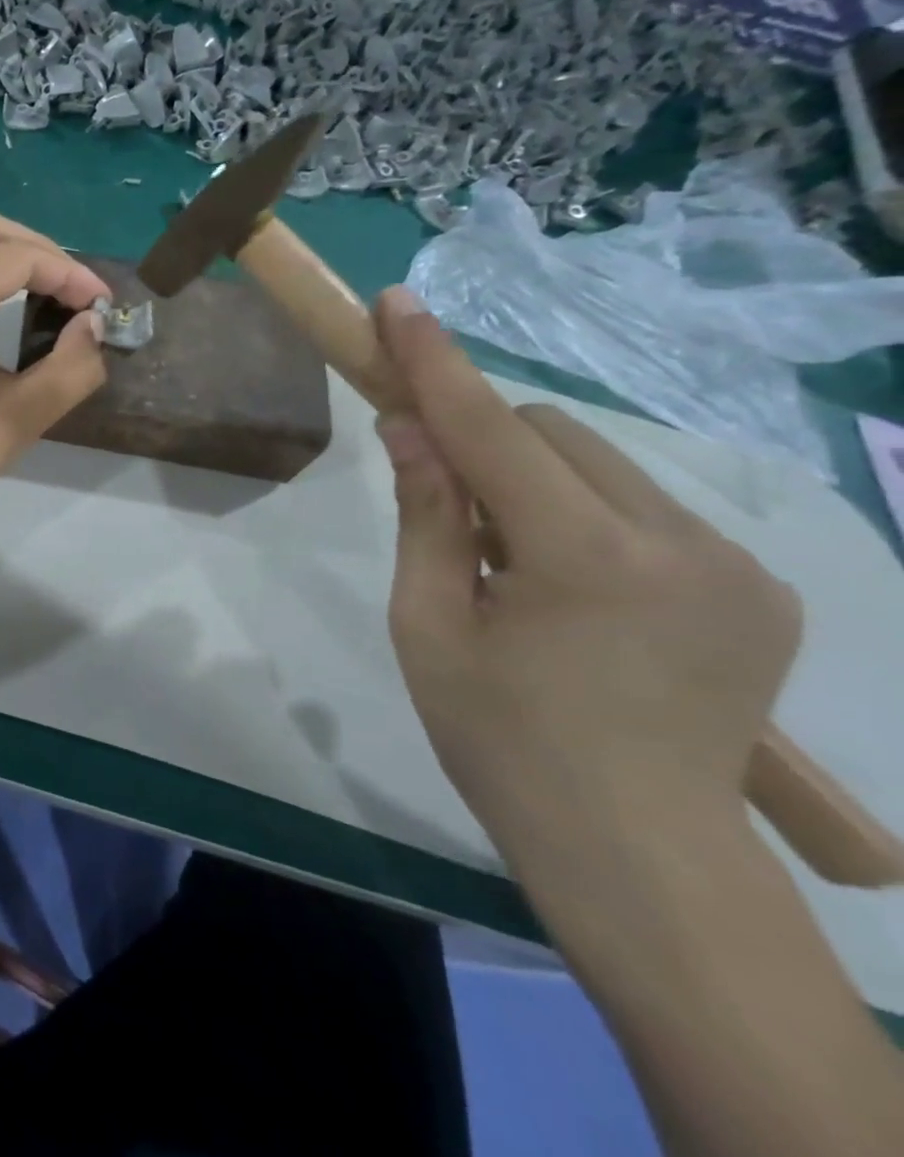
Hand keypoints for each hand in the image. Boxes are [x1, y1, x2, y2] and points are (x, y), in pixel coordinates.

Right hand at [371, 287, 802, 868]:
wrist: (638, 852)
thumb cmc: (501, 739)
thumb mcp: (429, 624)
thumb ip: (425, 516)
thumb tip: (407, 427)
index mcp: (586, 558)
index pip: (490, 430)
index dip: (434, 362)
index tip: (396, 304)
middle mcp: (679, 541)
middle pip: (552, 435)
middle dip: (484, 445)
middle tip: (445, 510)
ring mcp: (734, 564)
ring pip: (602, 468)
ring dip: (535, 485)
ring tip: (512, 569)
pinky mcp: (759, 588)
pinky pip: (645, 510)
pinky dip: (585, 518)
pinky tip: (571, 592)